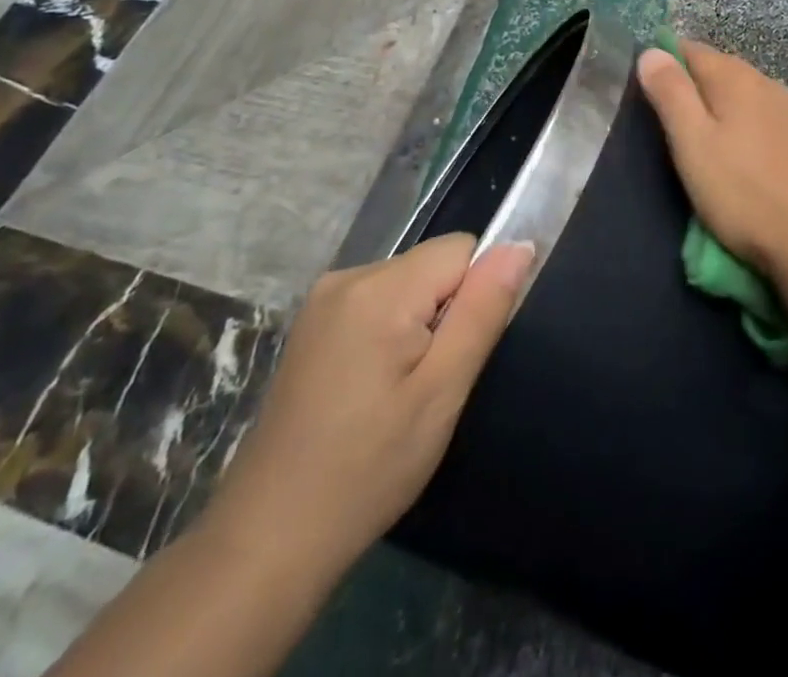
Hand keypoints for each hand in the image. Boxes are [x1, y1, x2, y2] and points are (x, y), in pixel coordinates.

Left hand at [203, 235, 533, 577]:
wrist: (267, 542)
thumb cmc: (367, 468)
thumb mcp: (442, 391)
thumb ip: (484, 308)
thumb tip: (520, 245)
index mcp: (380, 287)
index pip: (462, 249)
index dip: (475, 295)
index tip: (456, 354)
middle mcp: (347, 276)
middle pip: (433, 265)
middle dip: (446, 311)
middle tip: (429, 383)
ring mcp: (322, 300)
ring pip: (408, 284)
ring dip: (420, 323)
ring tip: (400, 391)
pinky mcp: (311, 325)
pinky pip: (378, 302)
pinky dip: (391, 332)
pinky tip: (373, 388)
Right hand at [637, 39, 787, 280]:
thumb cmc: (742, 194)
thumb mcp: (692, 145)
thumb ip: (672, 94)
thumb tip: (652, 51)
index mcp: (736, 81)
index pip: (695, 51)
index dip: (670, 59)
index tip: (651, 80)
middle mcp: (771, 86)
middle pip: (729, 69)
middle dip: (703, 80)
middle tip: (679, 108)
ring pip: (761, 92)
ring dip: (740, 99)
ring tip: (722, 123)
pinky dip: (780, 117)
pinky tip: (784, 124)